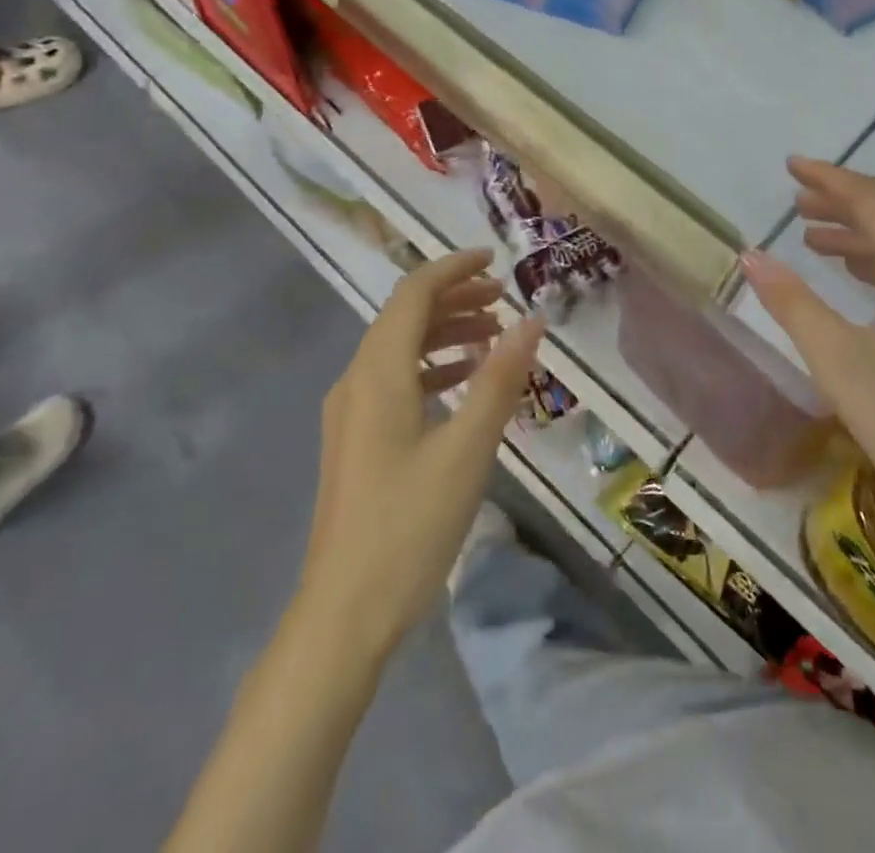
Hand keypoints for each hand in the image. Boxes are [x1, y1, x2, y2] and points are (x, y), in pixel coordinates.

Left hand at [298, 249, 543, 654]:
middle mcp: (357, 382)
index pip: (414, 294)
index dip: (453, 268)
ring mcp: (352, 414)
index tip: (495, 260)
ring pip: (401, 349)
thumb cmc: (409, 526)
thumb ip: (500, 380)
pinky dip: (433, 367)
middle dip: (455, 298)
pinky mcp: (357, 441)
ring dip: (446, 332)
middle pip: (405, 317)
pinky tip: (464, 383)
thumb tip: (532, 322)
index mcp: (378, 374)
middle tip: (505, 299)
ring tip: (494, 335)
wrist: (342, 615)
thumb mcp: (467, 449)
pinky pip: (397, 381)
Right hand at [740, 158, 874, 523]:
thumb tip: (751, 255)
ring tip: (812, 240)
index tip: (791, 166)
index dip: (830, 178)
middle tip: (795, 203)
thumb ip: (792, 302)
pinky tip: (855, 282)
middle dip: (841, 205)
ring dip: (857, 238)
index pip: (872, 202)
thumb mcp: (836, 357)